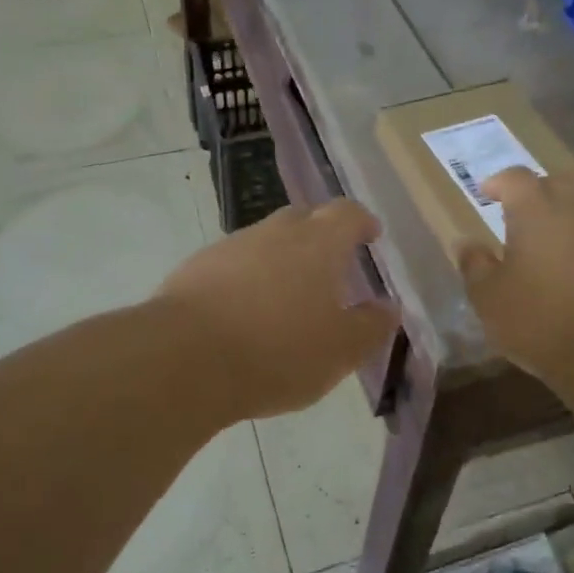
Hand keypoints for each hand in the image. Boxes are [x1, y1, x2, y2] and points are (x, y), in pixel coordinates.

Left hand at [156, 199, 399, 418]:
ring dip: (281, 258)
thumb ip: (371, 326)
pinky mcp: (195, 268)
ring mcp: (231, 246)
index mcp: (318, 243)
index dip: (361, 222)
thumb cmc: (278, 351)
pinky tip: (244, 312)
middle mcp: (275, 232)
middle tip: (331, 265)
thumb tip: (389, 307)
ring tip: (287, 295)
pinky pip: (233, 264)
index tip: (370, 235)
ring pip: (265, 241)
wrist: (185, 359)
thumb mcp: (340, 351)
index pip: (347, 214)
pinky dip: (247, 279)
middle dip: (321, 235)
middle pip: (304, 218)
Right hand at [457, 167, 573, 395]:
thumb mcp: (489, 297)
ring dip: (564, 210)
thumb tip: (466, 243)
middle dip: (536, 189)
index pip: (515, 177)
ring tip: (546, 235)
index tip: (485, 193)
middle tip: (518, 210)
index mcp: (535, 209)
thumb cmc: (540, 319)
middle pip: (556, 181)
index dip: (498, 182)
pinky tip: (572, 262)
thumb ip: (475, 265)